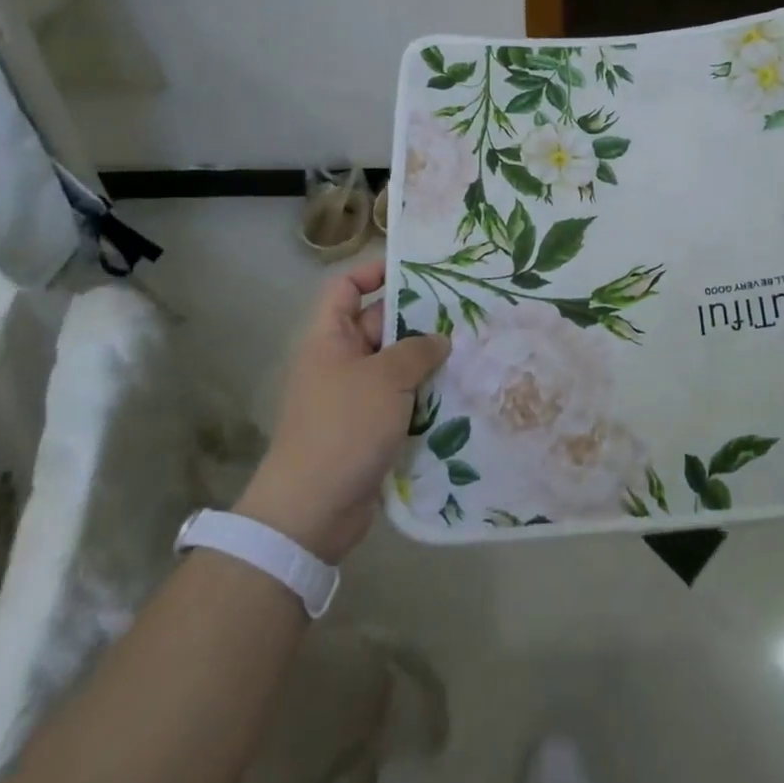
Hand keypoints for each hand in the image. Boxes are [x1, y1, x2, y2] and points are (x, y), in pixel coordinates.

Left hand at [235, 260, 448, 564]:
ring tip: (471, 349)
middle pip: (379, 325)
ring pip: (395, 366)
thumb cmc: (343, 427)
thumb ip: (416, 350)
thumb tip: (438, 339)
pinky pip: (400, 401)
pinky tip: (460, 393)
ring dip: (427, 361)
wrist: (311, 512)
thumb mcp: (385, 378)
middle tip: (463, 312)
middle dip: (417, 319)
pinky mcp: (368, 430)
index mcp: (330, 338)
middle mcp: (339, 362)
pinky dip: (424, 397)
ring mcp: (354, 398)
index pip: (346, 288)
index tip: (418, 270)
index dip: (375, 272)